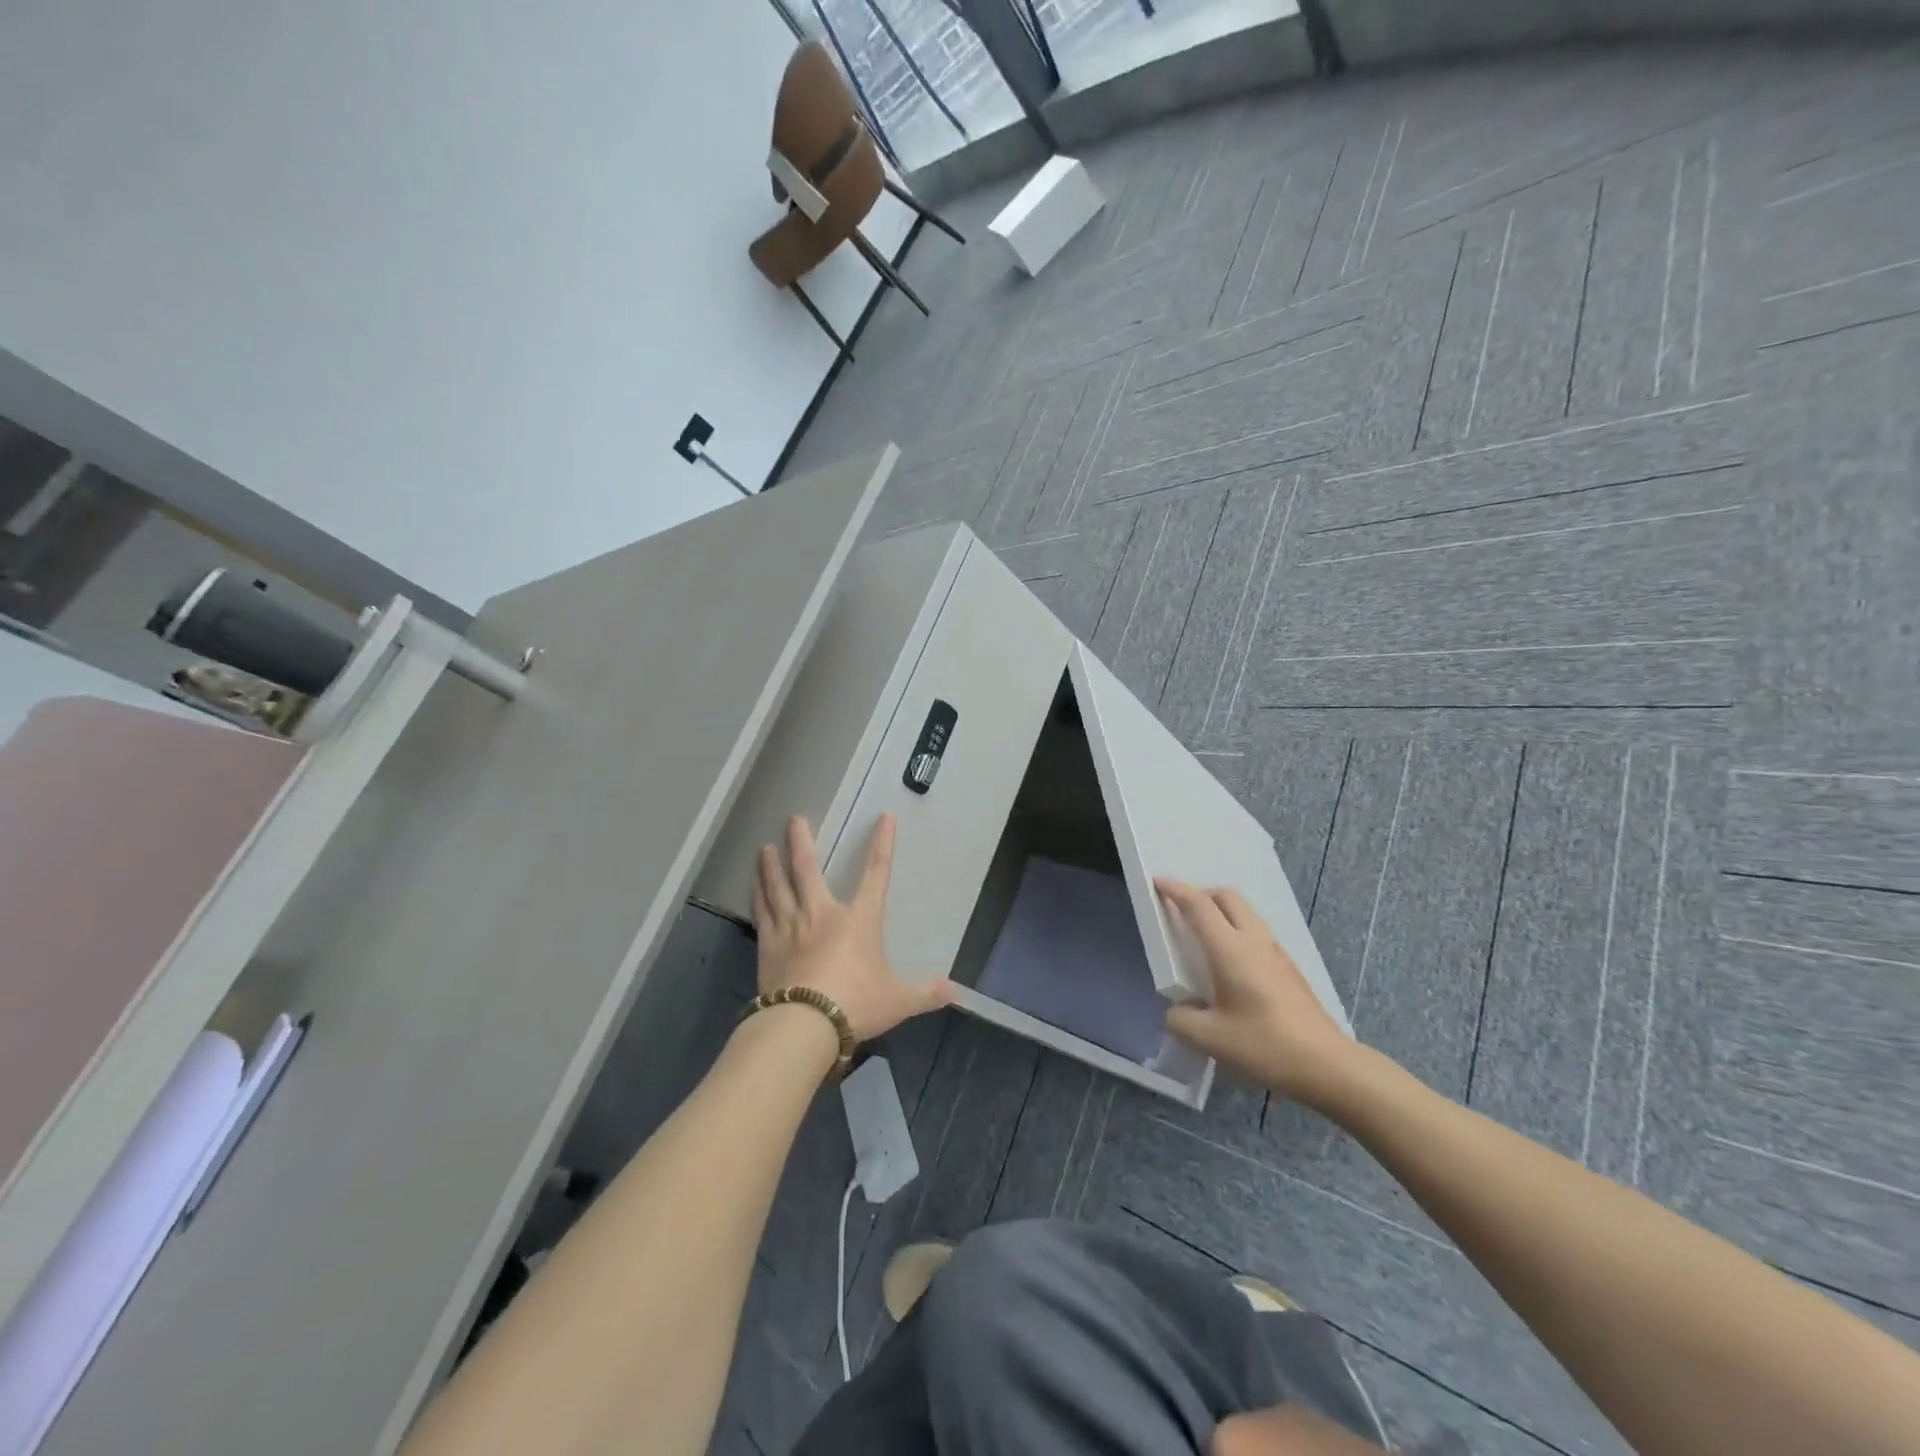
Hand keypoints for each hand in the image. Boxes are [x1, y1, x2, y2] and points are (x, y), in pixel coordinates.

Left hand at [753, 814, 952, 1041]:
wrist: (804, 1024)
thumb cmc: (856, 1003)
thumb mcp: (898, 1000)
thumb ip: (925, 993)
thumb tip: (955, 992)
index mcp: (858, 919)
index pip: (876, 873)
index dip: (882, 844)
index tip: (884, 818)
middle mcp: (821, 913)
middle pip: (807, 869)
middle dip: (801, 841)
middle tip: (793, 819)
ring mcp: (791, 927)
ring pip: (778, 885)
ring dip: (772, 864)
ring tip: (765, 847)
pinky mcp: (768, 945)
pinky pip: (762, 911)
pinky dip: (757, 895)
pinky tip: (753, 885)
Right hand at [1157, 879, 1356, 1106]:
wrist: (1327, 1065)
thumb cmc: (1264, 1045)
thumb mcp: (1210, 1038)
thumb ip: (1181, 1019)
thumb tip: (1177, 1009)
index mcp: (1230, 949)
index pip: (1199, 905)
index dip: (1176, 890)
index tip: (1158, 882)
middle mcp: (1254, 941)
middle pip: (1227, 897)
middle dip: (1201, 893)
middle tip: (1182, 910)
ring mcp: (1276, 952)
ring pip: (1245, 913)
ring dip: (1222, 912)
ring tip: (1204, 936)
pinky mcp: (1289, 968)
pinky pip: (1256, 932)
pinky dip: (1237, 930)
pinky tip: (1230, 963)